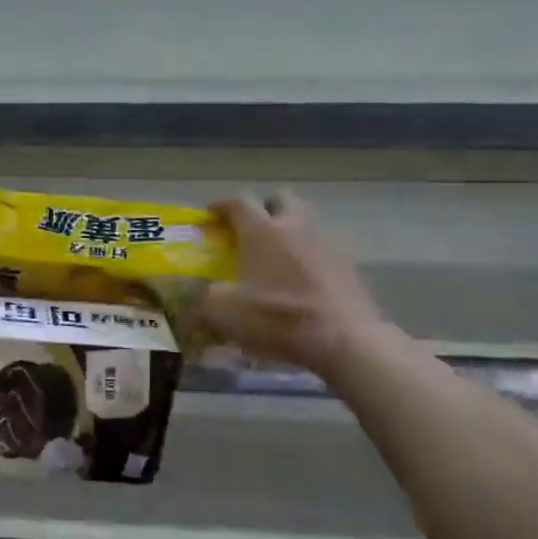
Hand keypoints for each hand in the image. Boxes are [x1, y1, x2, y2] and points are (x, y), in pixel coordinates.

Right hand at [195, 191, 387, 375]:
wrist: (344, 339)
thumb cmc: (277, 317)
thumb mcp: (223, 313)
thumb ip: (200, 301)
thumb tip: (188, 301)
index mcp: (261, 231)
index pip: (238, 202)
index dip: (222, 205)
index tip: (211, 215)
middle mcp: (294, 227)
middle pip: (280, 199)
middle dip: (264, 208)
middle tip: (251, 228)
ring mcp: (326, 244)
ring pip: (306, 222)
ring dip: (290, 230)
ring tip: (277, 256)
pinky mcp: (349, 266)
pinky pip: (324, 250)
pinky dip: (310, 258)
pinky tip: (302, 281)